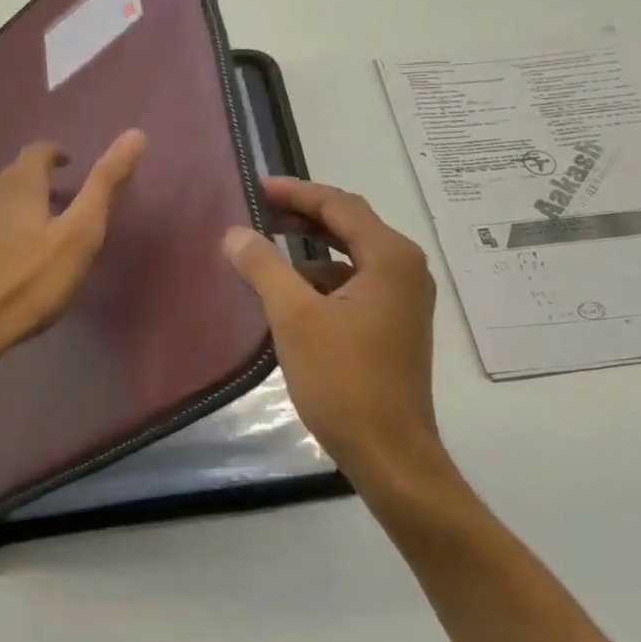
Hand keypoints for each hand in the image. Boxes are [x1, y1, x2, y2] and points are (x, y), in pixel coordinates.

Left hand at [0, 130, 145, 386]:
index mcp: (18, 185)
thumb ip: (105, 186)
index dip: (53, 155)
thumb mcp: (79, 237)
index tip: (65, 167)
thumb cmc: (27, 285)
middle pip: (6, 181)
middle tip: (44, 219)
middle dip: (26, 192)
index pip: (37, 152)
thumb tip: (136, 134)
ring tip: (9, 246)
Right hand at [224, 176, 456, 504]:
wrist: (390, 453)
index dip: (296, 192)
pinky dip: (323, 279)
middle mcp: (405, 269)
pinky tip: (291, 291)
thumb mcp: (294, 318)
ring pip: (351, 256)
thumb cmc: (344, 381)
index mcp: (390, 258)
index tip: (257, 188)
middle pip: (349, 225)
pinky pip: (356, 284)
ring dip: (311, 248)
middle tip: (258, 211)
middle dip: (303, 216)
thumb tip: (235, 233)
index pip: (340, 205)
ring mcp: (405, 299)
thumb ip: (263, 267)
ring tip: (267, 248)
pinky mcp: (396, 324)